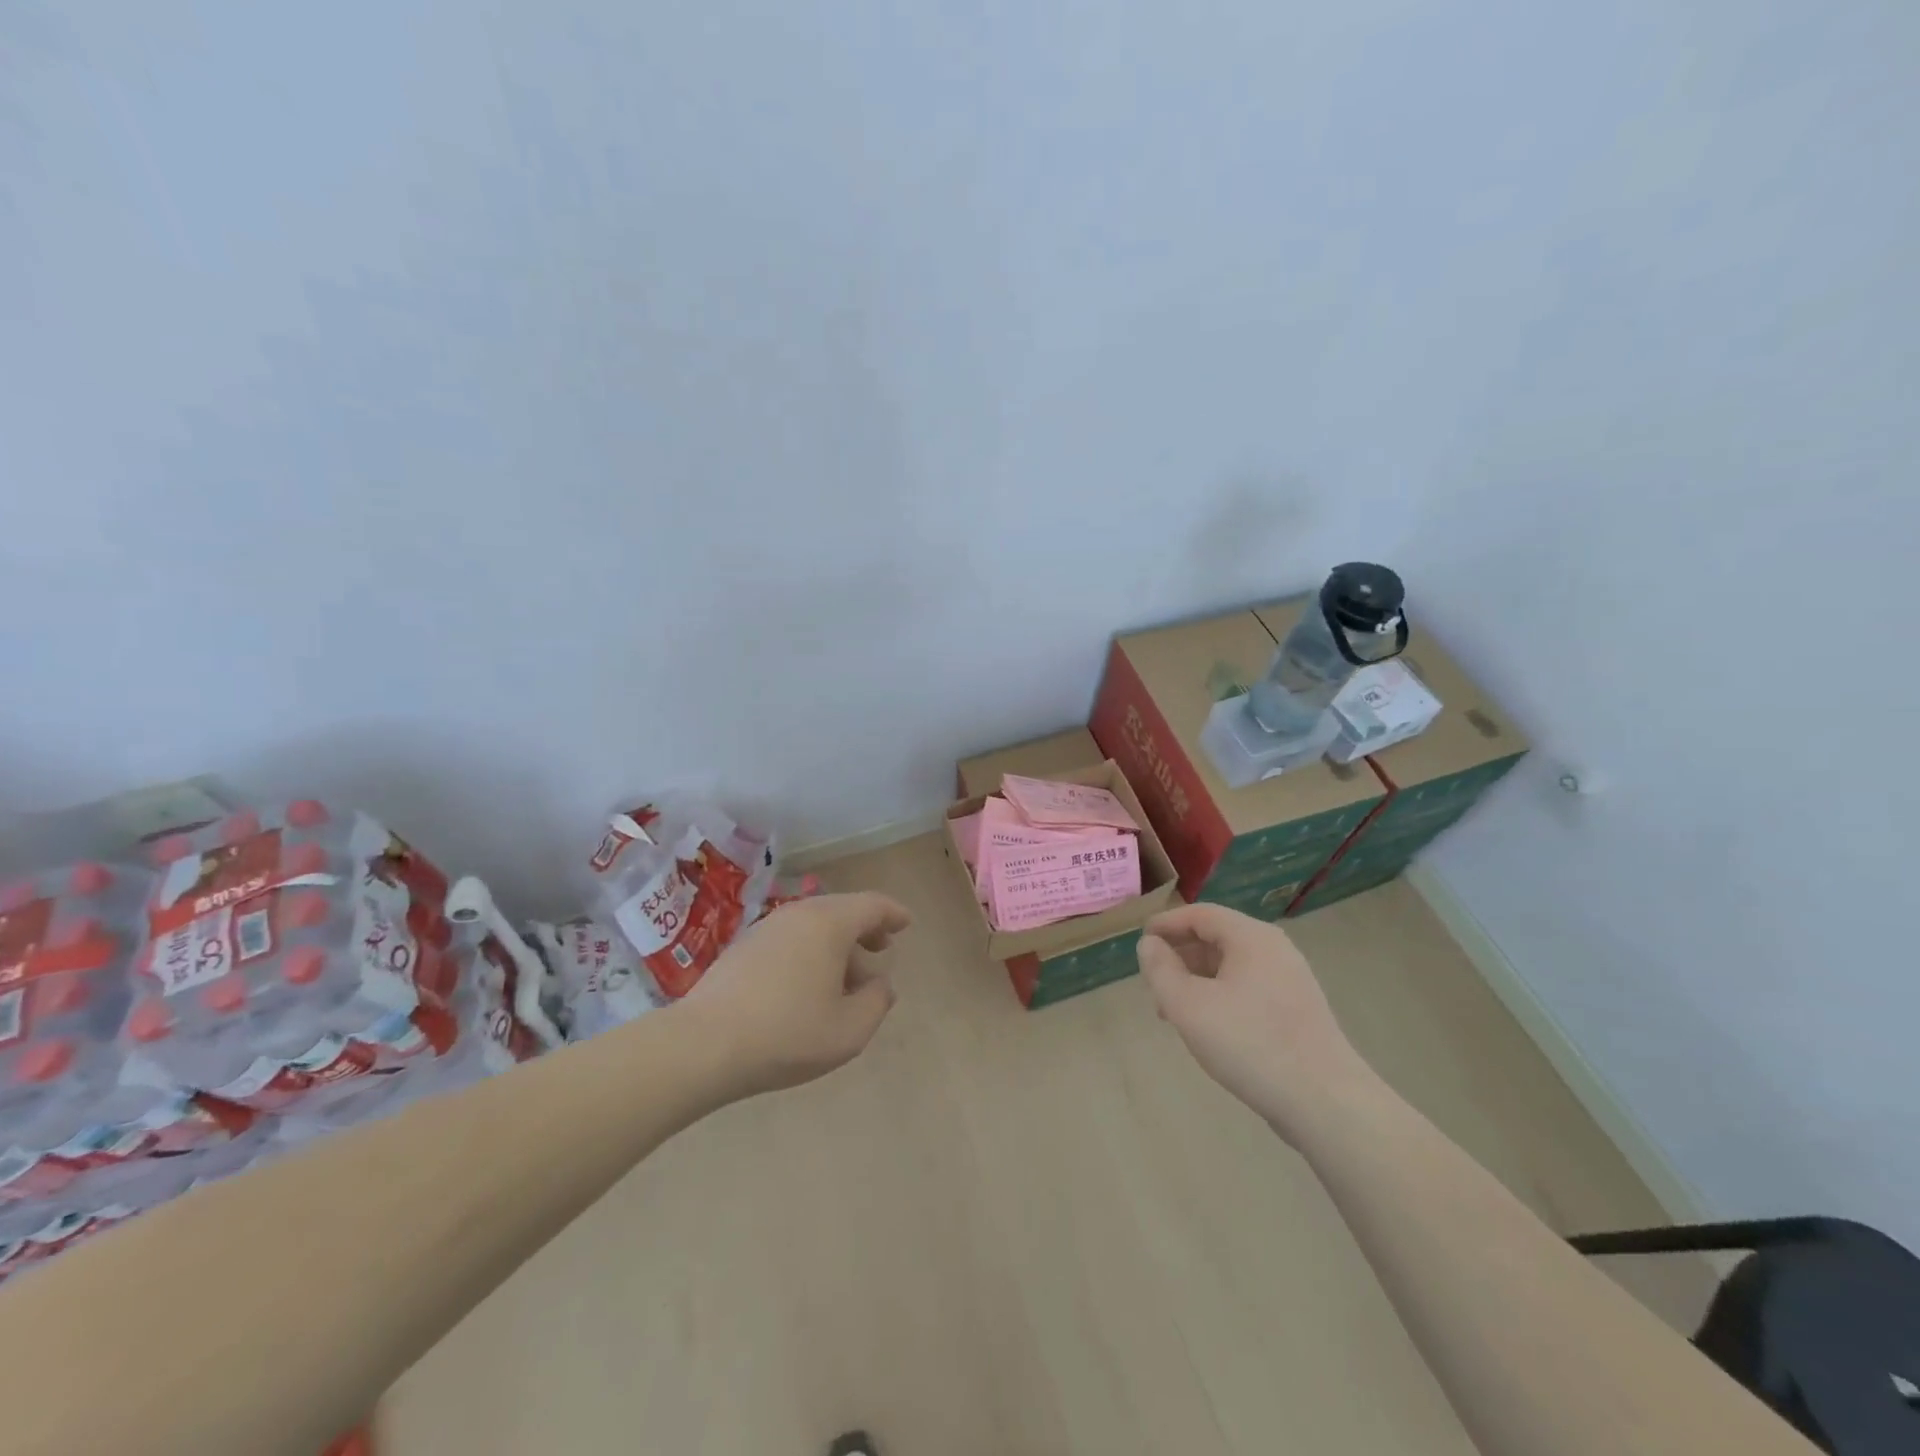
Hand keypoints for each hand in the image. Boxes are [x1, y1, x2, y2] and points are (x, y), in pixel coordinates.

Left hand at [682, 891, 910, 1096]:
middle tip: (881, 948)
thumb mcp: (849, 1031)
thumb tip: (881, 985)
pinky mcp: (744, 947)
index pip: (872, 905)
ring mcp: (767, 927)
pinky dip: (810, 951)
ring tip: (847, 977)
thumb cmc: (787, 1034)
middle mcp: (799, 914)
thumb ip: (876, 1003)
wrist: (703, 1045)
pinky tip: (808, 985)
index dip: (893, 913)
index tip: (906, 923)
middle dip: (866, 928)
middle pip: (842, 910)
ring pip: (814, 924)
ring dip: (837, 943)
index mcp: (829, 923)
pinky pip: (791, 937)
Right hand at [1137, 903, 1371, 1142]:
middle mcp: (1274, 950)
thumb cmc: (1249, 1043)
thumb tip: (1149, 945)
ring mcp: (1290, 981)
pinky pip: (1248, 989)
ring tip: (1173, 1011)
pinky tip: (1208, 1028)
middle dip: (1180, 956)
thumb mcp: (1188, 1005)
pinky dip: (1220, 997)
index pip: (1200, 914)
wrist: (1325, 1103)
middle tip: (1153, 982)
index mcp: (1251, 937)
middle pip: (1217, 938)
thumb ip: (1160, 970)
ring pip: (1232, 967)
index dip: (1166, 924)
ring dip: (1197, 980)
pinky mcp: (1298, 1011)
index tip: (1140, 940)